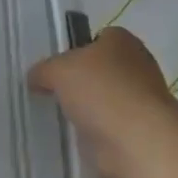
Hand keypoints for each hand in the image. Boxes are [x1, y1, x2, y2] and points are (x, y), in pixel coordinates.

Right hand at [30, 28, 177, 177]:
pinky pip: (110, 125)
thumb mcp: (58, 70)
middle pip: (102, 68)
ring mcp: (141, 100)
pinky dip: (95, 131)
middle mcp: (137, 65)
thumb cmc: (100, 91)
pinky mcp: (139, 130)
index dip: (77, 47)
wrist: (136, 141)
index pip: (99, 37)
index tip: (58, 64)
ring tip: (61, 115)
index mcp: (122, 41)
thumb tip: (36, 78)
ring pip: (106, 98)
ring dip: (88, 108)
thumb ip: (43, 70)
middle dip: (82, 80)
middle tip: (54, 90)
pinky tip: (76, 136)